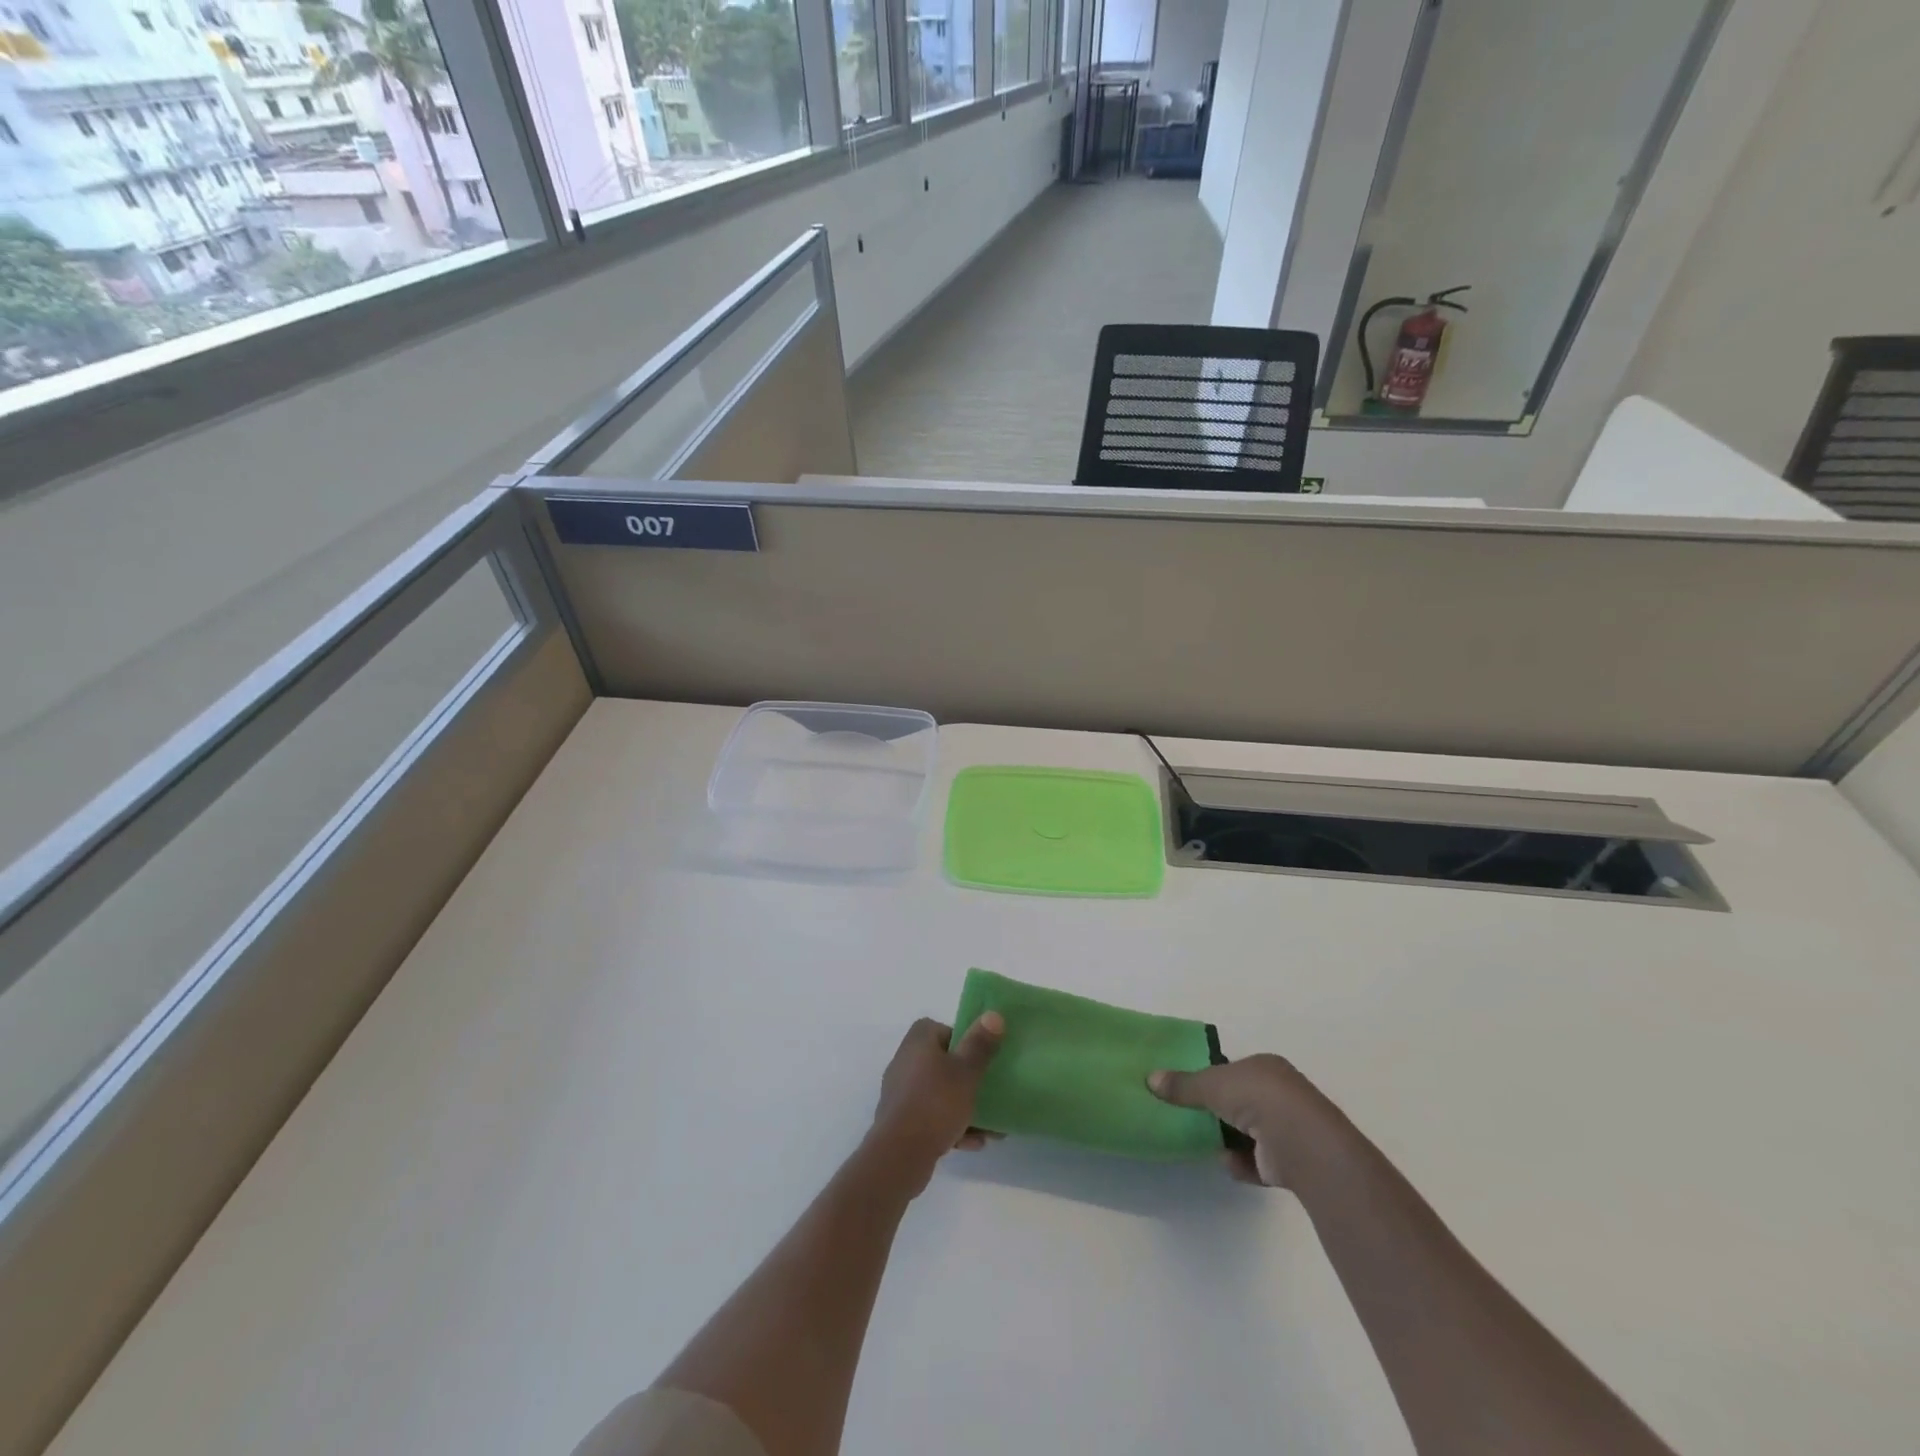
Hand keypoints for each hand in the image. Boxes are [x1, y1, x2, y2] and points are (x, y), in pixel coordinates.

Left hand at [868, 1015, 1004, 1195]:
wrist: (899, 1155)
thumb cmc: (936, 1104)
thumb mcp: (966, 1072)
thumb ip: (980, 1044)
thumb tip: (993, 1014)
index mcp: (918, 1041)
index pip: (943, 1029)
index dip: (964, 1042)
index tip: (981, 1059)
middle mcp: (905, 1060)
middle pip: (943, 1063)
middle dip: (969, 1079)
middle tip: (989, 1092)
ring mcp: (901, 1092)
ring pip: (940, 1093)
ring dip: (964, 1107)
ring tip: (991, 1127)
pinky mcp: (901, 1120)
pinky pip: (931, 1116)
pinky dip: (951, 1125)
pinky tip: (974, 1143)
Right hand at [1148, 1054, 1330, 1187]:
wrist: (1300, 1142)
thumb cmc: (1256, 1098)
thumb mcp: (1211, 1083)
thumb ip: (1183, 1085)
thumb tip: (1150, 1079)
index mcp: (1266, 1068)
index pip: (1234, 1070)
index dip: (1212, 1078)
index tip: (1189, 1089)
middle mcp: (1280, 1095)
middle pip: (1241, 1101)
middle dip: (1219, 1111)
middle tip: (1191, 1117)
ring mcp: (1287, 1129)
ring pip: (1249, 1132)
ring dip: (1228, 1140)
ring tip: (1205, 1143)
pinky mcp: (1289, 1162)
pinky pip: (1257, 1162)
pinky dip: (1241, 1163)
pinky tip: (1228, 1162)